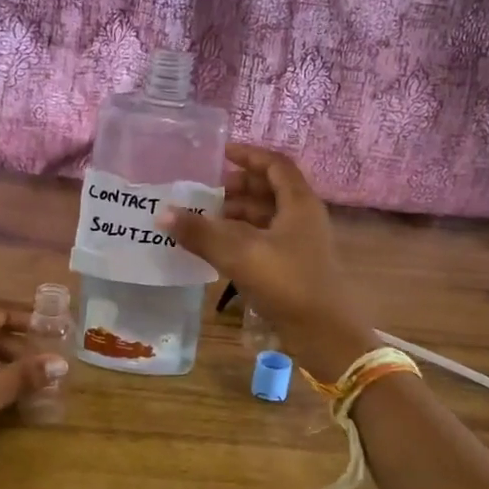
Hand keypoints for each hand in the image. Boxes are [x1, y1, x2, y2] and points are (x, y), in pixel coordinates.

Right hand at [157, 144, 376, 380]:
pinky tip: (218, 249)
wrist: (325, 334)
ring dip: (237, 214)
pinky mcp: (294, 268)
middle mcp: (302, 218)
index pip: (275, 165)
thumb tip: (163, 214)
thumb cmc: (288, 283)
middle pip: (270, 190)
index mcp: (299, 203)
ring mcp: (299, 244)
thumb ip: (201, 233)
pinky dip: (241, 238)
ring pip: (266, 217)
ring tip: (204, 219)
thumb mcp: (240, 254)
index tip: (221, 154)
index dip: (249, 155)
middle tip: (205, 191)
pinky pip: (264, 240)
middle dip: (238, 187)